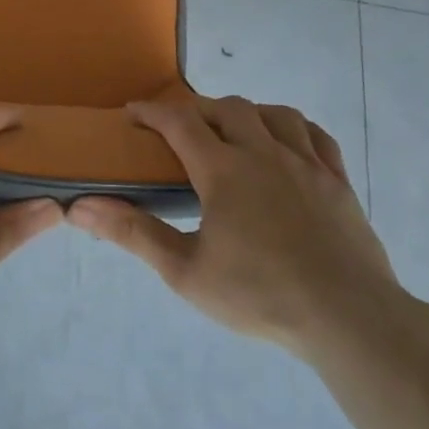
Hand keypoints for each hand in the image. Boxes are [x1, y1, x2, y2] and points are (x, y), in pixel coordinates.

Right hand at [67, 96, 400, 358]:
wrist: (349, 319)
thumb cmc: (260, 295)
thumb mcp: (185, 271)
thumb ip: (133, 234)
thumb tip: (79, 208)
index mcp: (224, 171)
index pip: (180, 122)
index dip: (152, 111)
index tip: (133, 113)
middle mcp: (264, 153)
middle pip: (227, 108)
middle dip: (198, 110)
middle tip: (181, 130)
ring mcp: (307, 164)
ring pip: (274, 114)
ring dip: (247, 113)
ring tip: (233, 131)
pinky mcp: (338, 182)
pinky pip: (315, 136)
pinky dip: (293, 128)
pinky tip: (286, 143)